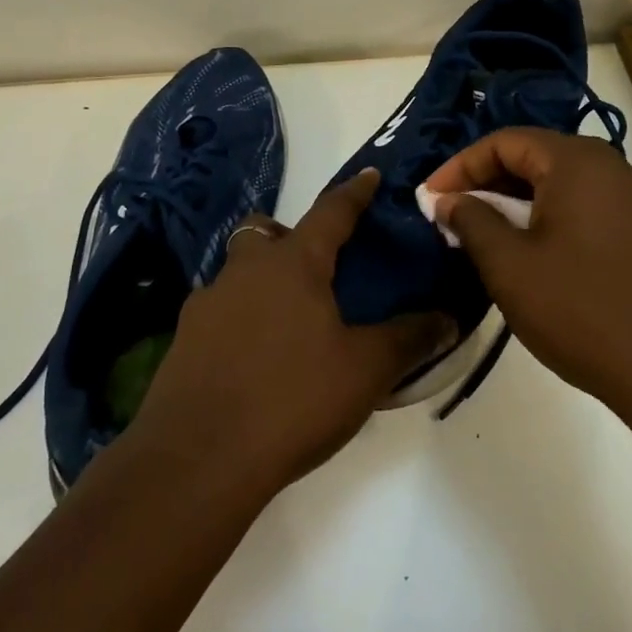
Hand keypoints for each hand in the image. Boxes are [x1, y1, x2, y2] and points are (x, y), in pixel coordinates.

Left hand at [129, 169, 454, 500]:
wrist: (199, 457)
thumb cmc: (292, 399)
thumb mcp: (365, 371)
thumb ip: (408, 339)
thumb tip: (447, 318)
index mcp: (293, 264)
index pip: (330, 212)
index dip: (354, 193)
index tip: (369, 175)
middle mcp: (245, 270)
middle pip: (265, 232)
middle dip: (289, 236)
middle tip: (315, 269)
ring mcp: (207, 303)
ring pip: (237, 271)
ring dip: (261, 280)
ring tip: (289, 322)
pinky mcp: (184, 339)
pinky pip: (218, 311)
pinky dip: (239, 319)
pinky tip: (254, 358)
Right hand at [423, 128, 631, 449]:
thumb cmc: (581, 311)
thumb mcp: (509, 266)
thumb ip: (471, 221)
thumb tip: (446, 200)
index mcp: (576, 162)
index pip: (504, 142)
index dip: (459, 166)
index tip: (430, 198)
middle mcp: (610, 167)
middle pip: (534, 157)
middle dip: (486, 182)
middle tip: (453, 215)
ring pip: (560, 183)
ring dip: (516, 202)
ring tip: (485, 235)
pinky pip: (585, 206)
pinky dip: (549, 218)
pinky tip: (532, 252)